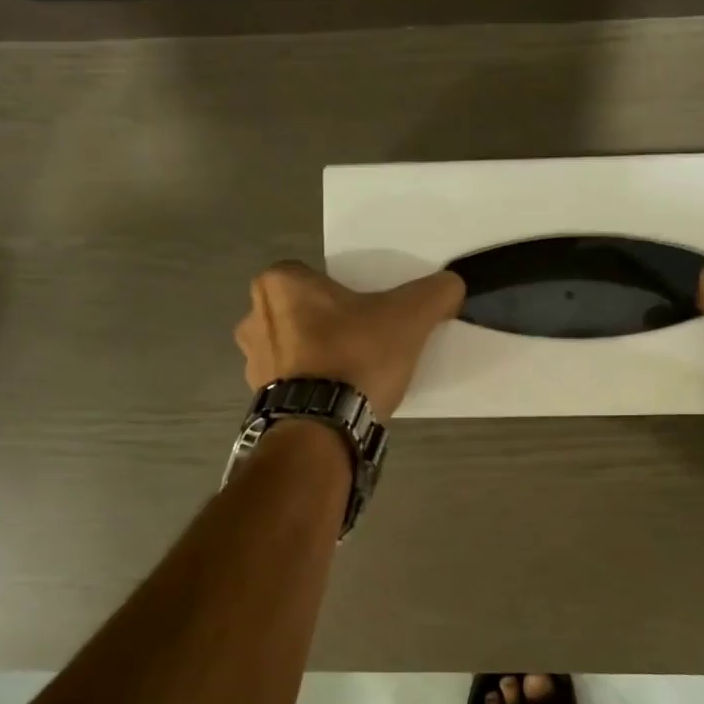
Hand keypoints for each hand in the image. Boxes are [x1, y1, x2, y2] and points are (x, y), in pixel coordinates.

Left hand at [234, 262, 465, 418]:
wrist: (324, 428)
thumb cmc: (356, 356)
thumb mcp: (409, 316)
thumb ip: (435, 292)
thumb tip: (452, 284)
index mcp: (279, 283)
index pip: (313, 275)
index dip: (342, 291)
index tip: (366, 309)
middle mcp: (253, 317)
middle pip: (302, 310)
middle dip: (328, 322)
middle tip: (365, 337)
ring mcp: (252, 361)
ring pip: (294, 346)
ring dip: (317, 354)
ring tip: (354, 372)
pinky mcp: (260, 398)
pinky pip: (291, 381)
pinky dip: (311, 385)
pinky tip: (340, 396)